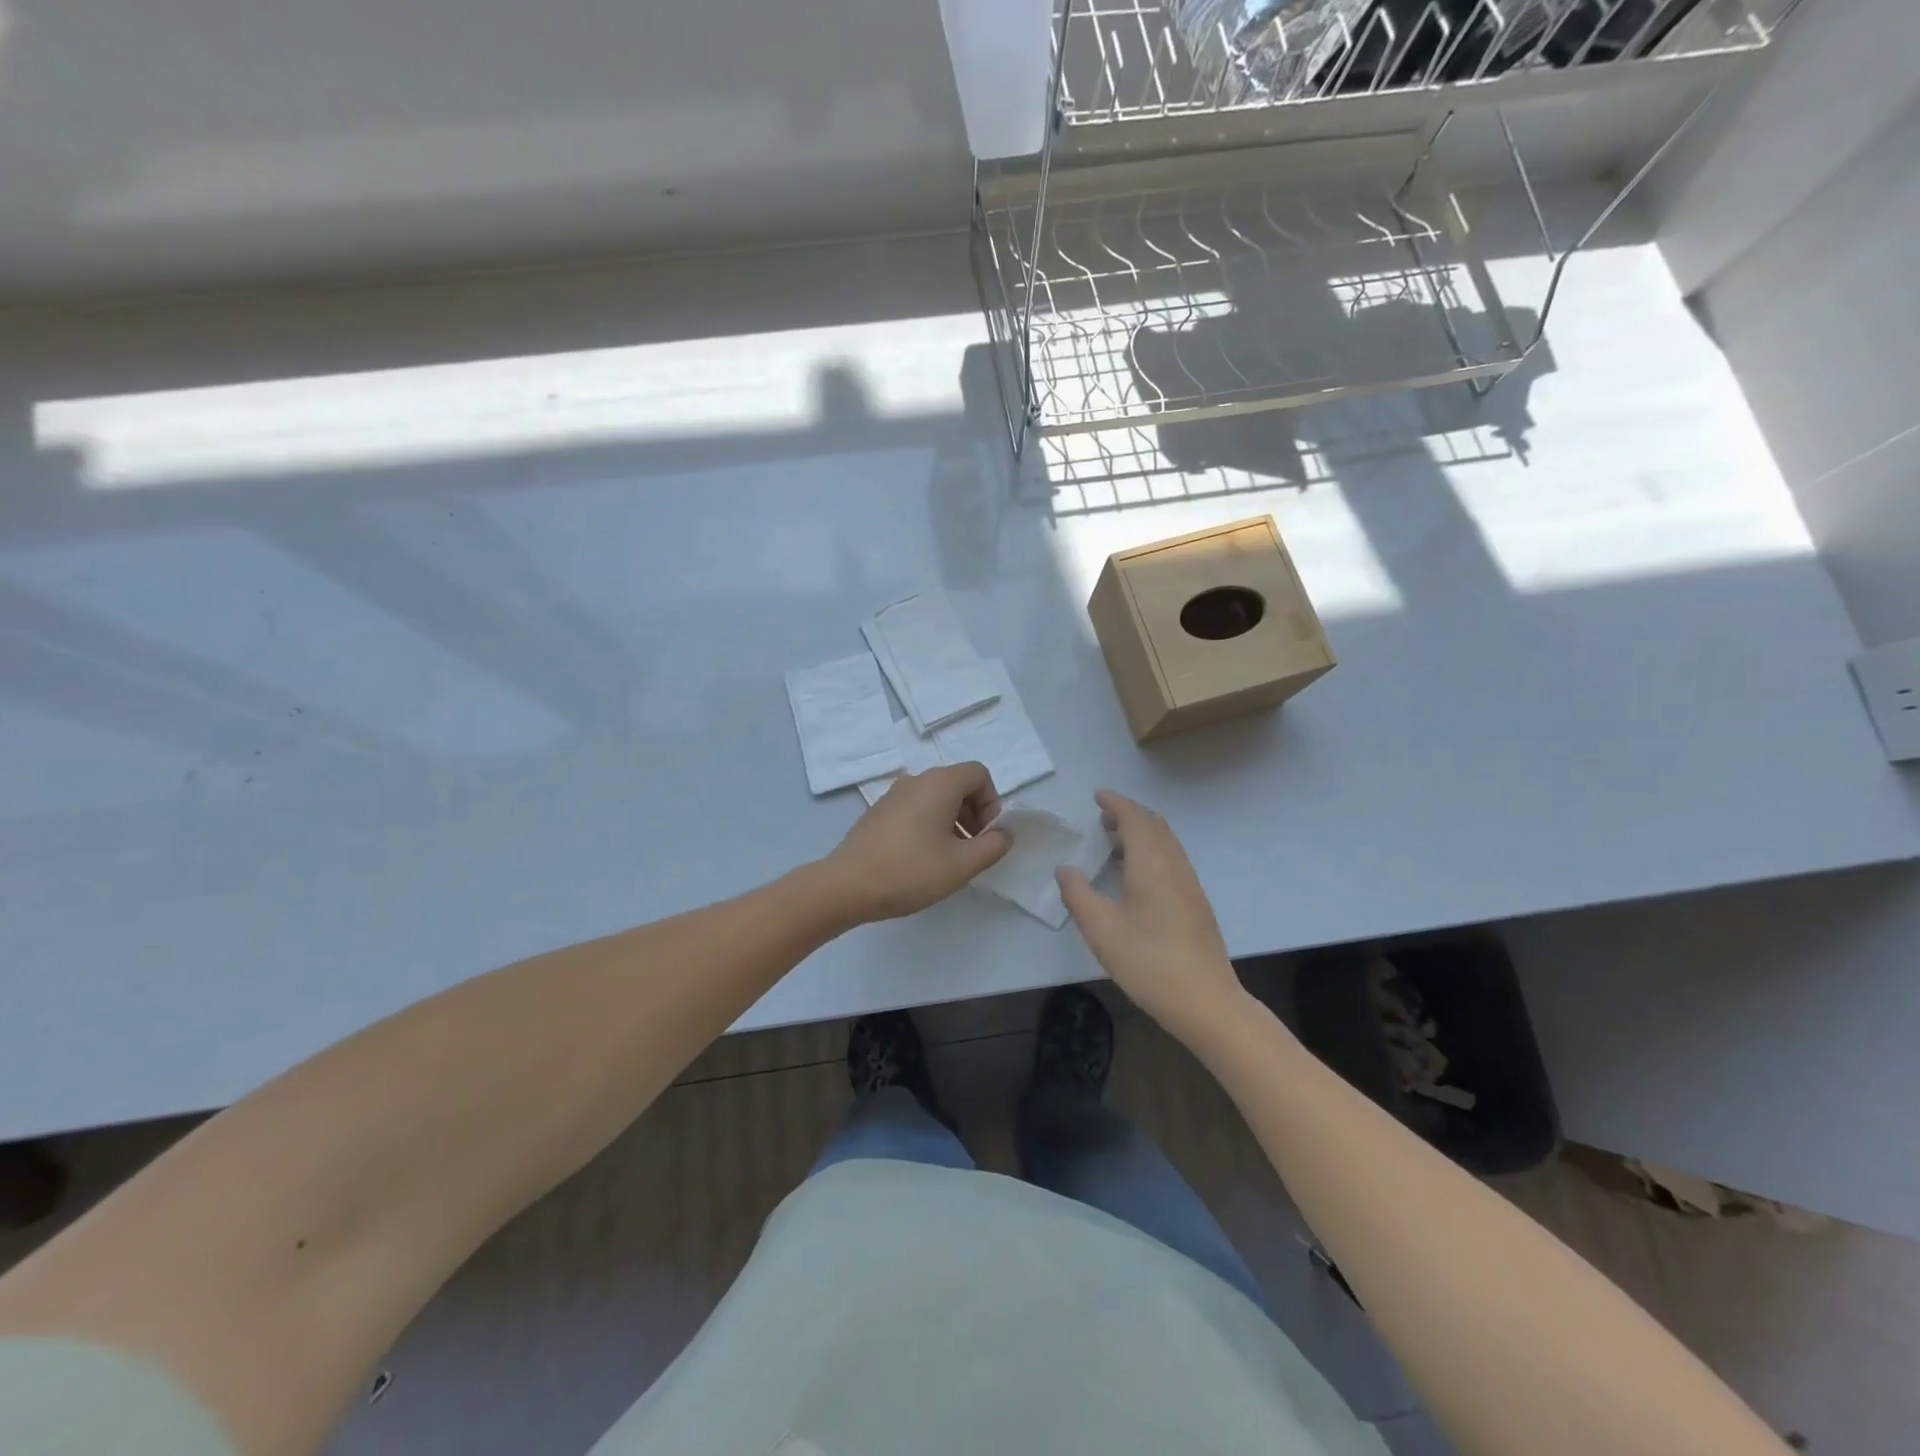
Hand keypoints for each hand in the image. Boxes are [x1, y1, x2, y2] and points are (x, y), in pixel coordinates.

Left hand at [823, 762, 1010, 921]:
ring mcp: (893, 794)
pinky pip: (915, 808)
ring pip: (936, 797)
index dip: (992, 802)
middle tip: (972, 848)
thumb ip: (993, 846)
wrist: (847, 885)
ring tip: (949, 858)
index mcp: (940, 783)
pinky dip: (929, 824)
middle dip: (974, 813)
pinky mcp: (878, 811)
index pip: (979, 774)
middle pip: (958, 783)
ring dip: (952, 821)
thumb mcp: (963, 864)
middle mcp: (917, 780)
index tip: (986, 835)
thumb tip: (1003, 834)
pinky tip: (922, 858)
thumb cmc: (911, 871)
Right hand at [1056, 790, 1245, 1044]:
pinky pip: (1172, 859)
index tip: (1097, 797)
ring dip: (1141, 833)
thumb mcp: (1101, 929)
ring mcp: (1190, 884)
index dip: (1116, 803)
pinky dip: (1151, 851)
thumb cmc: (1149, 962)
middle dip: (1128, 815)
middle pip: (1154, 825)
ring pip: (1166, 843)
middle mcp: (1175, 865)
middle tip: (1101, 819)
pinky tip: (1135, 876)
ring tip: (1113, 844)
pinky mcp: (1196, 903)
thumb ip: (1078, 894)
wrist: (1206, 1001)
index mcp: (1151, 863)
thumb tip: (1065, 869)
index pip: (1135, 818)